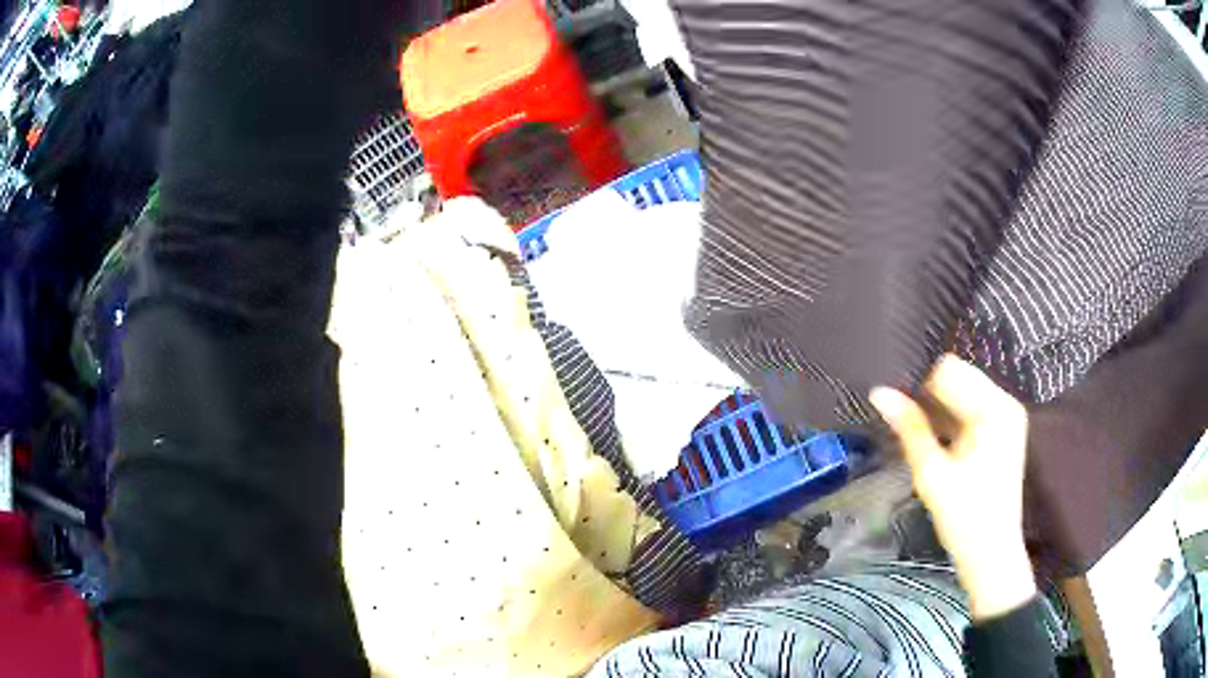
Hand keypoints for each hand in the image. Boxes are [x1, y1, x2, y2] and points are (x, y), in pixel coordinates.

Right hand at [869, 355, 1036, 621]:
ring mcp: (1006, 415)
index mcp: (994, 409)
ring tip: (920, 433)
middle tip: (908, 423)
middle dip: (930, 397)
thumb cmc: (964, 518)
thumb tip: (879, 392)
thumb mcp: (932, 474)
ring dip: (939, 409)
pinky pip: (971, 408)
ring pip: (963, 391)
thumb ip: (909, 428)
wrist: (991, 555)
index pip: (949, 371)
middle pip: (958, 376)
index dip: (920, 387)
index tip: (901, 409)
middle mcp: (1005, 402)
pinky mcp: (1003, 430)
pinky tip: (938, 441)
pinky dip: (952, 419)